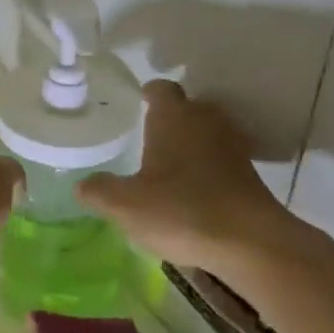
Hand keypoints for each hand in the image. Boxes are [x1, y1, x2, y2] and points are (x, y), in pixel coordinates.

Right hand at [78, 81, 325, 292]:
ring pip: (206, 133)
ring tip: (166, 165)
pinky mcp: (249, 174)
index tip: (136, 103)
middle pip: (187, 107)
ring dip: (189, 144)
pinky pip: (221, 159)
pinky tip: (191, 190)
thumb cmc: (182, 211)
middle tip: (145, 137)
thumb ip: (100, 191)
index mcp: (174, 117)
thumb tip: (81, 185)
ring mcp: (232, 146)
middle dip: (169, 119)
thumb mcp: (126, 206)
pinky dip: (206, 167)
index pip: (161, 89)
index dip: (148, 93)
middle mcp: (206, 121)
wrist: (251, 243)